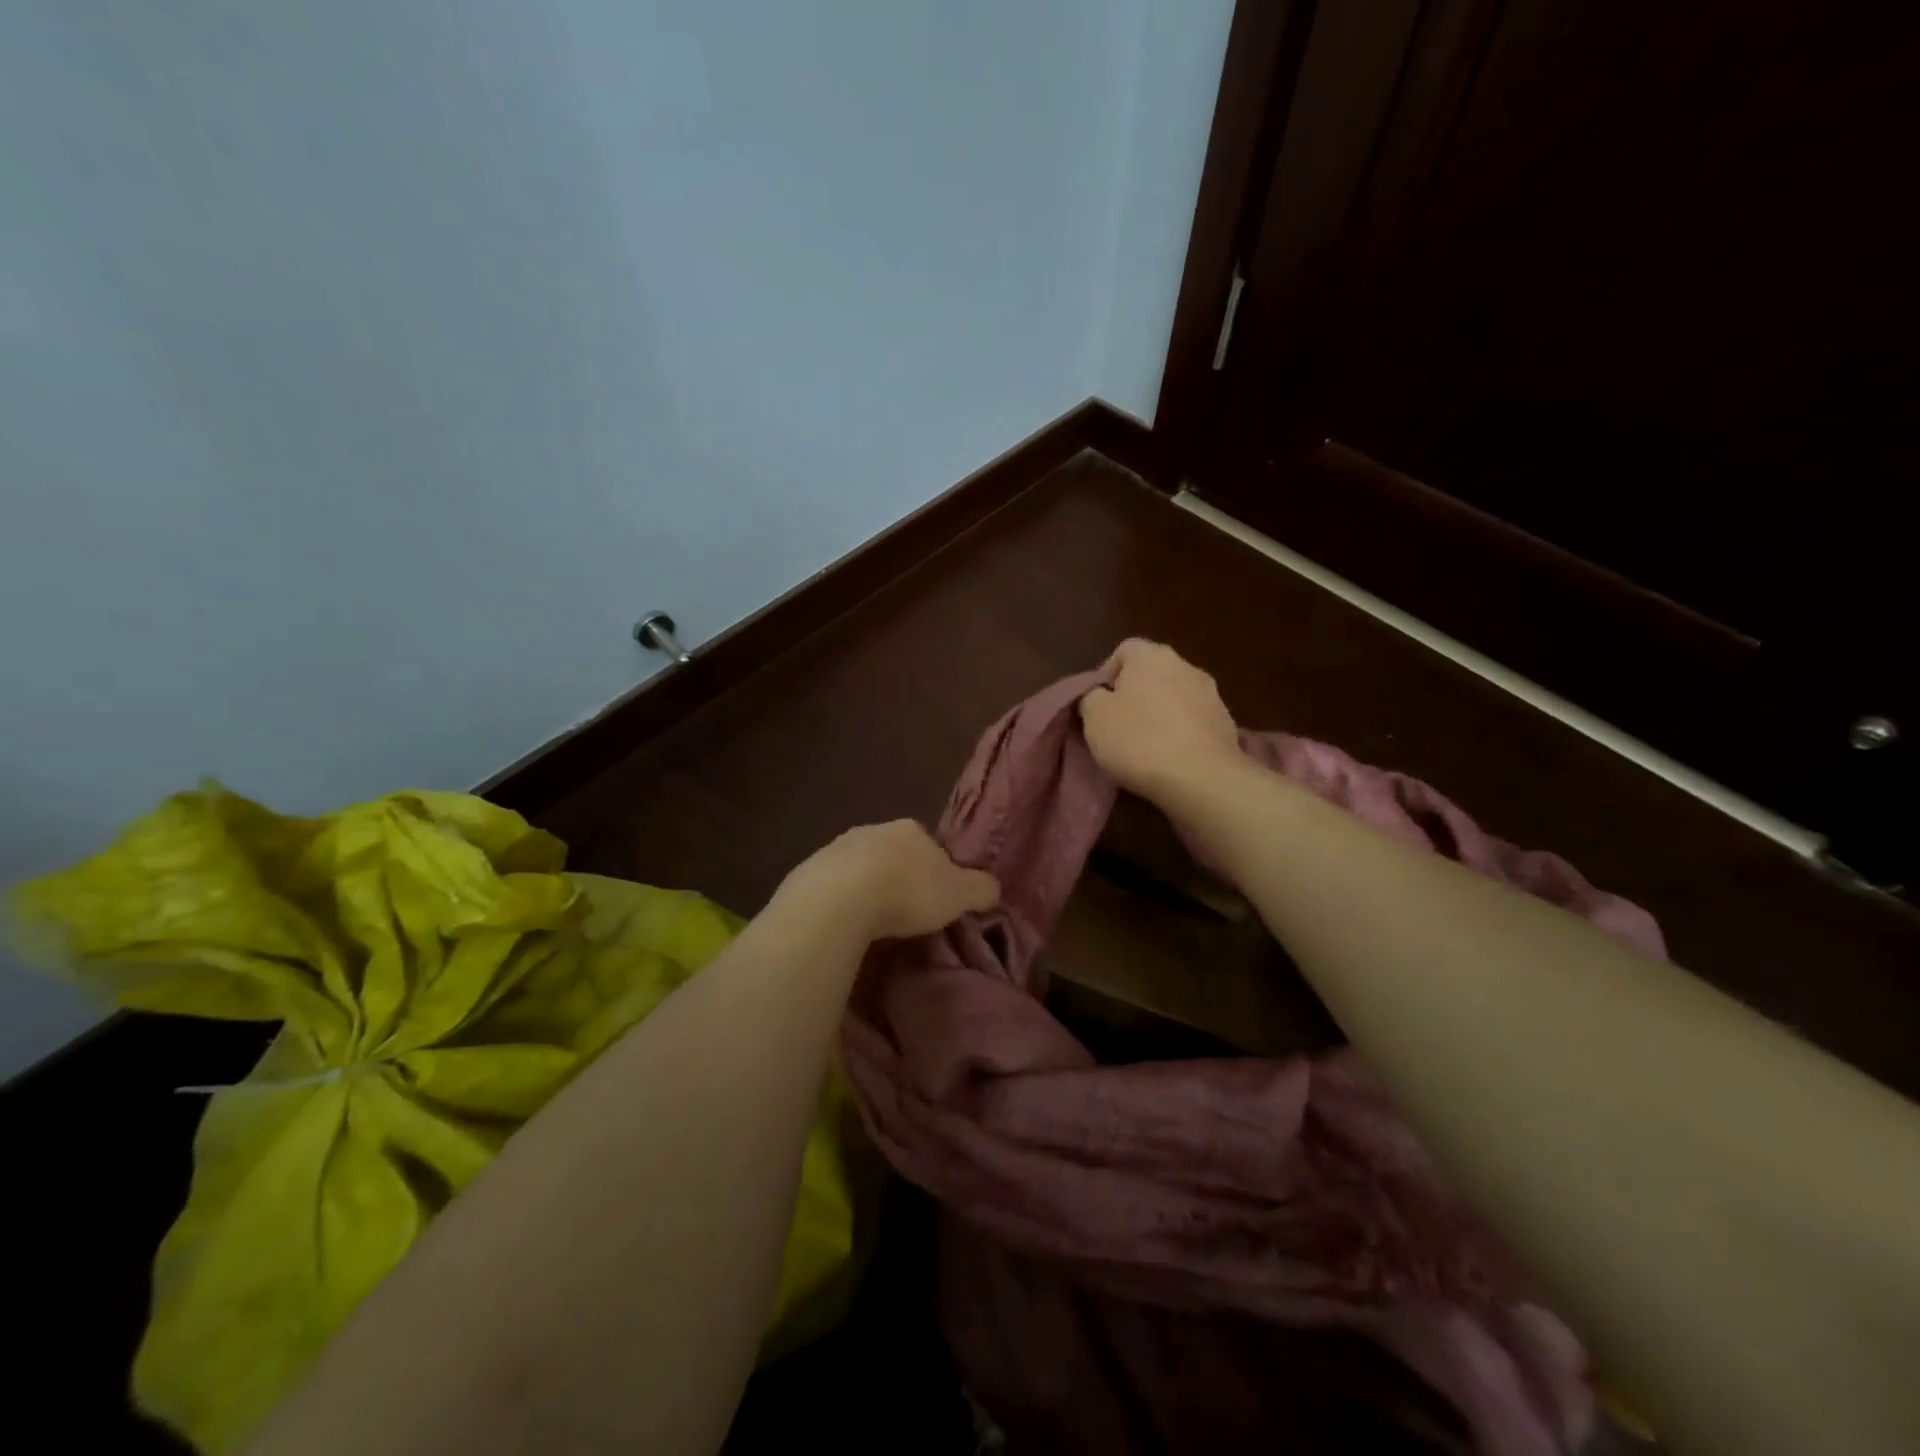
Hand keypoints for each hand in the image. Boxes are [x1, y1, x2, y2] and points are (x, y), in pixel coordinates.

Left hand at [782, 820, 998, 940]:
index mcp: (911, 829)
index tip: (937, 899)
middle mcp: (874, 830)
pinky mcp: (810, 870)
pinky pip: (833, 886)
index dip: (936, 871)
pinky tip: (845, 924)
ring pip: (861, 868)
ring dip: (868, 888)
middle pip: (894, 854)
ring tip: (873, 924)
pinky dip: (842, 901)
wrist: (839, 899)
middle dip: (900, 878)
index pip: (931, 846)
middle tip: (905, 913)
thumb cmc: (907, 891)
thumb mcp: (958, 894)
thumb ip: (980, 888)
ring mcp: (838, 848)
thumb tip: (992, 887)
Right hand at [1078, 639, 1241, 803]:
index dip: (1106, 674)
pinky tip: (1170, 757)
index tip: (1098, 704)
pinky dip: (1180, 732)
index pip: (1124, 650)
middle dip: (1134, 694)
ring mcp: (1211, 694)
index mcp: (1151, 656)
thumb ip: (1090, 696)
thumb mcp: (1094, 717)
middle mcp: (1185, 665)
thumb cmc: (1139, 740)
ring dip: (1159, 713)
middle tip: (1117, 725)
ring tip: (1145, 745)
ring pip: (1174, 696)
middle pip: (1151, 673)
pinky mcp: (1226, 723)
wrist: (1201, 778)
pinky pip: (1193, 721)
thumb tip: (1099, 695)